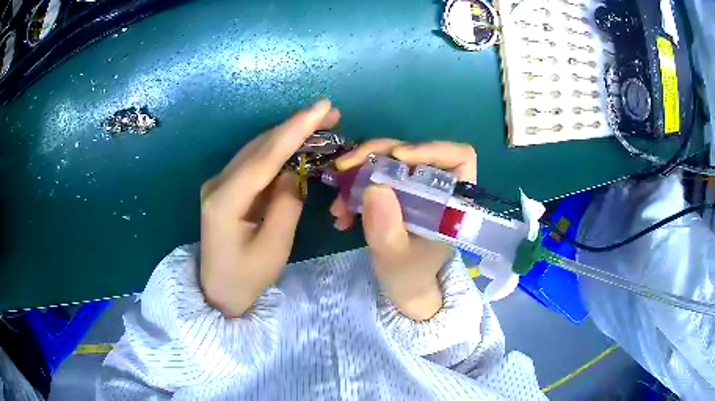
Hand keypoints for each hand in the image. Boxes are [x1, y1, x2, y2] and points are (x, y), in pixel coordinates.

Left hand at [200, 100, 340, 317]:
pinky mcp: (225, 188)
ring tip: (319, 123)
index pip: (265, 155)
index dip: (295, 129)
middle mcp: (218, 183)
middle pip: (260, 146)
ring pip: (257, 149)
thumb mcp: (274, 247)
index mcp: (225, 199)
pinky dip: (277, 151)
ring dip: (287, 135)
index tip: (322, 107)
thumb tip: (293, 173)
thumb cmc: (246, 277)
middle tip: (329, 112)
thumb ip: (286, 204)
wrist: (217, 292)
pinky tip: (296, 144)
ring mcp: (219, 183)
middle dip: (295, 126)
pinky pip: (254, 163)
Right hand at [331, 141, 476, 320]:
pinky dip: (354, 187)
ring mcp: (415, 185)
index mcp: (453, 200)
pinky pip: (375, 174)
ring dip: (357, 174)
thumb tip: (373, 187)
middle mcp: (437, 186)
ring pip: (389, 159)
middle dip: (375, 155)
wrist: (402, 286)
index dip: (430, 149)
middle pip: (413, 151)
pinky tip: (340, 212)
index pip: (458, 156)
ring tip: (338, 205)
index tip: (396, 157)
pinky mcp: (397, 190)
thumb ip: (387, 229)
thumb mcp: (395, 257)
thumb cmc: (409, 275)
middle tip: (344, 168)